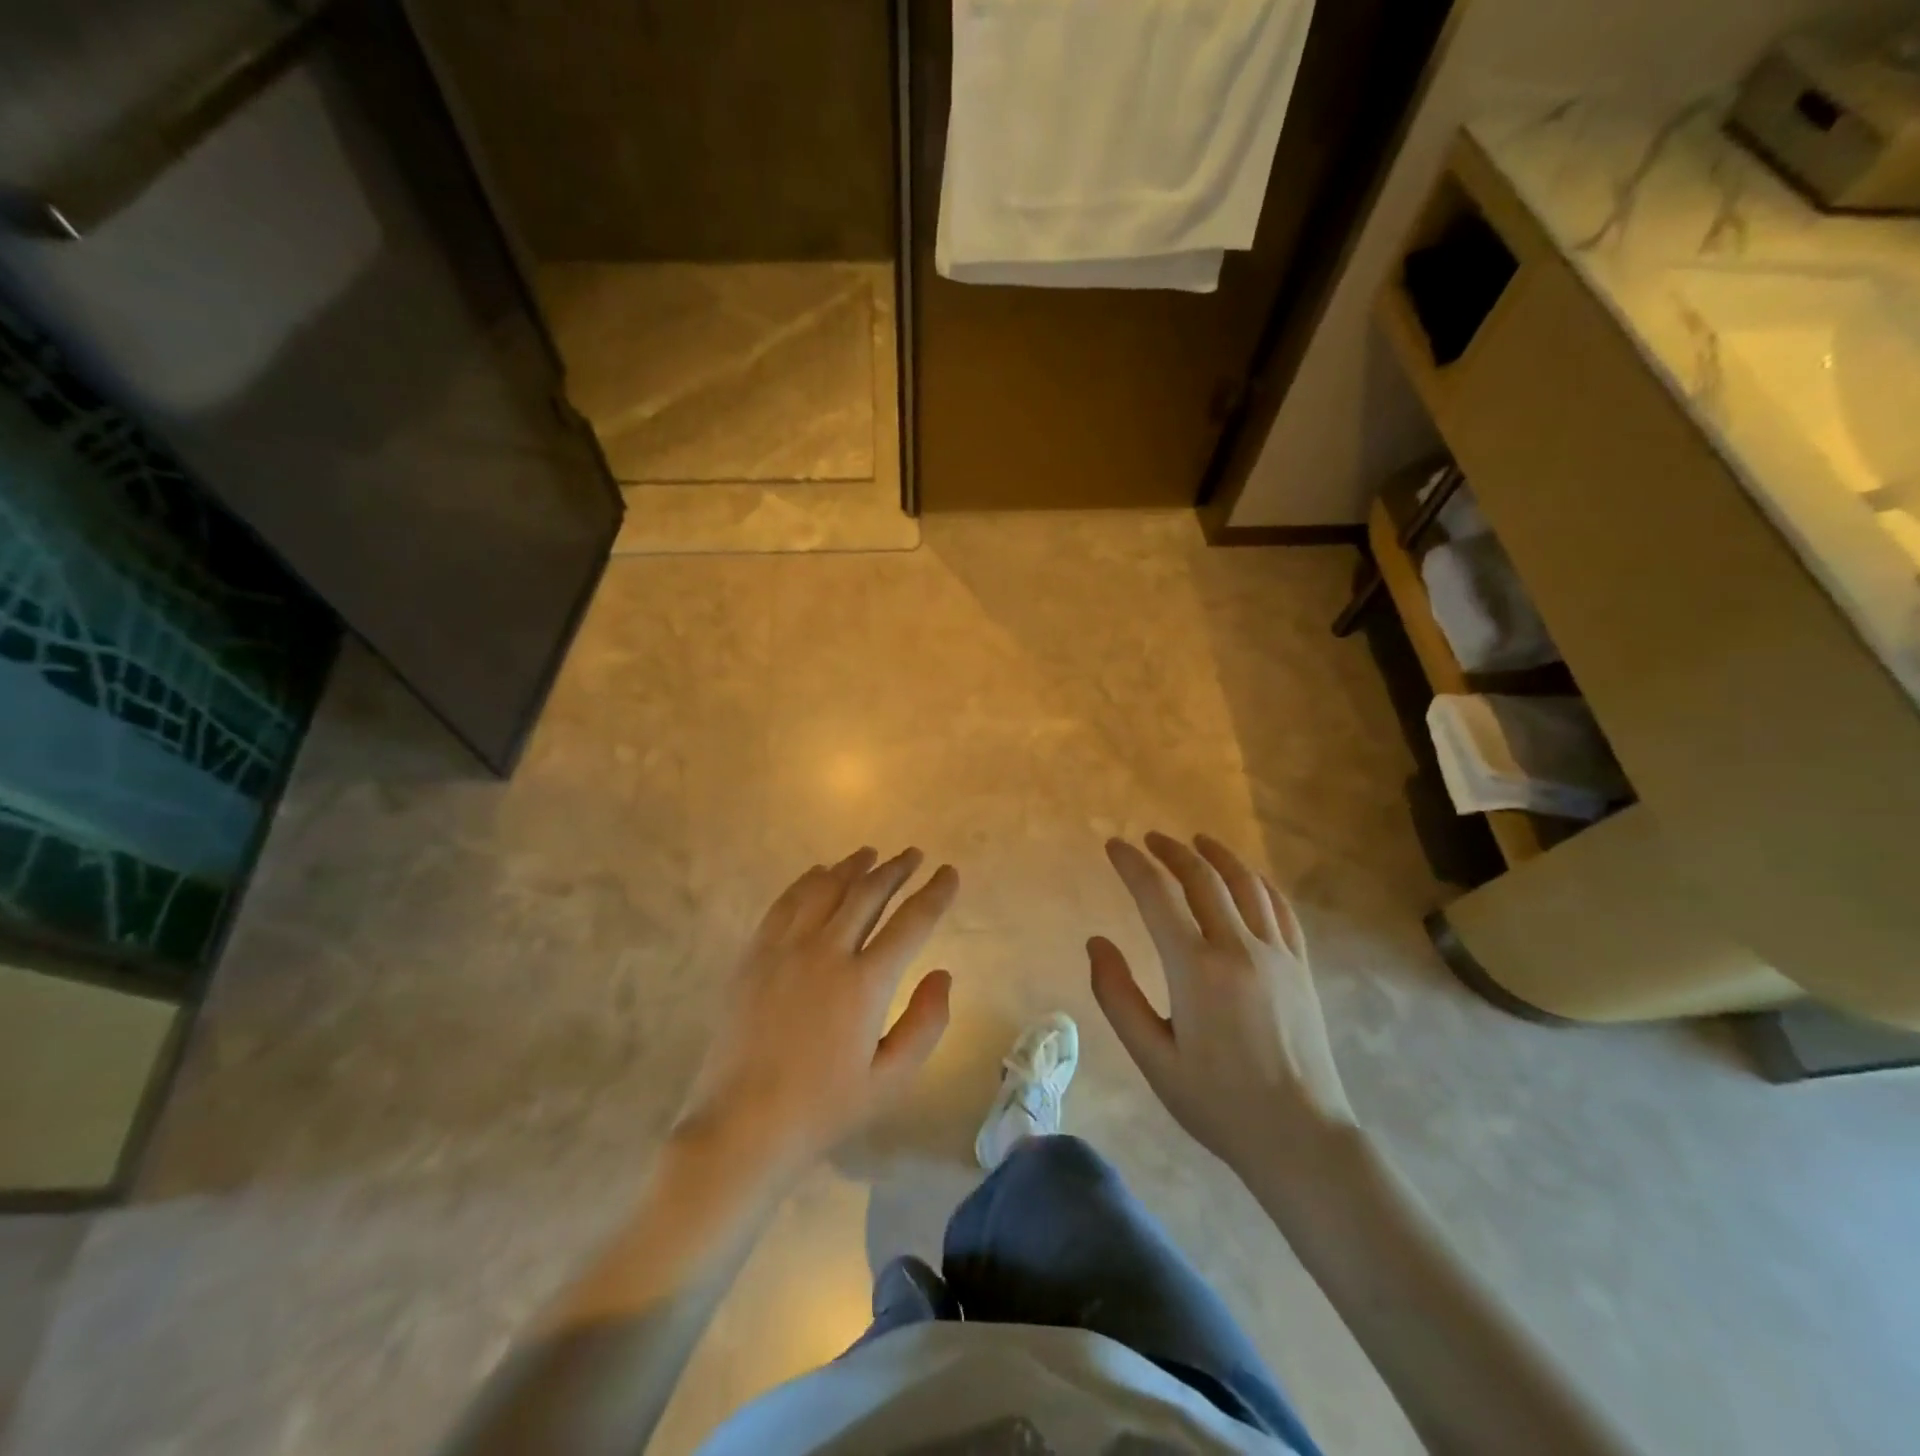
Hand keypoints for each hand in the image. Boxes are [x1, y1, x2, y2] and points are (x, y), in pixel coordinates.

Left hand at [677, 848, 958, 1175]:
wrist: (741, 1126)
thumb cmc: (823, 1108)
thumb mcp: (890, 1080)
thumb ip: (926, 1024)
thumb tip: (943, 973)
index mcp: (865, 984)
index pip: (911, 922)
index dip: (935, 893)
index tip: (949, 873)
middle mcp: (826, 952)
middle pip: (868, 893)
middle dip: (896, 869)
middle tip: (914, 855)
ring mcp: (784, 949)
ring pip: (825, 889)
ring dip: (853, 867)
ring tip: (871, 854)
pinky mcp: (754, 954)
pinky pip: (785, 902)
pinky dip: (808, 881)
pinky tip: (819, 873)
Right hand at [1090, 833, 1356, 1178]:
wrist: (1301, 1138)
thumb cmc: (1218, 1103)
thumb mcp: (1152, 1058)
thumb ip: (1117, 996)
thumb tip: (1096, 942)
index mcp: (1195, 969)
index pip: (1157, 896)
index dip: (1132, 865)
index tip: (1113, 845)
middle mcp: (1238, 948)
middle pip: (1202, 878)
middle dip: (1171, 851)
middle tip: (1149, 839)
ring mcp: (1276, 954)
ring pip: (1245, 884)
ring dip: (1216, 855)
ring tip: (1196, 841)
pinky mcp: (1301, 966)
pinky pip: (1280, 908)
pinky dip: (1258, 882)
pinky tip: (1247, 879)